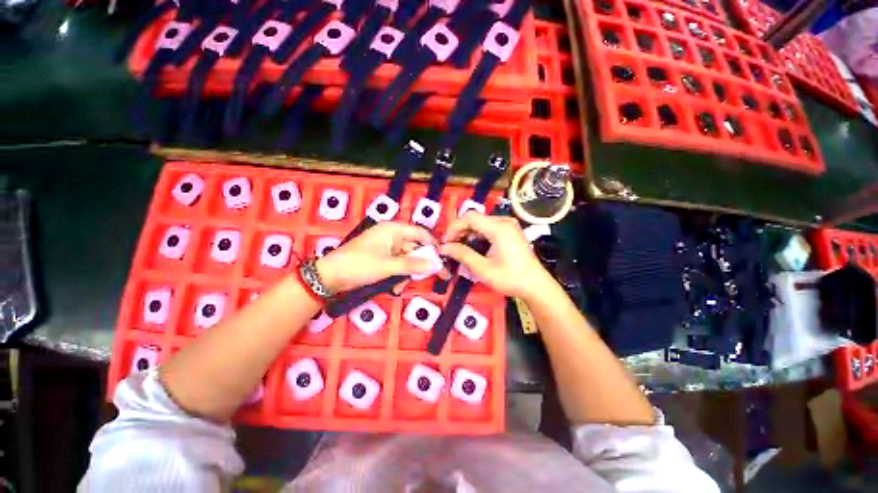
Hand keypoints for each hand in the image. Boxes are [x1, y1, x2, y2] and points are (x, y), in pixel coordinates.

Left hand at [316, 222, 436, 293]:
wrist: (329, 277)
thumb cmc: (359, 265)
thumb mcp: (388, 266)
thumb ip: (413, 264)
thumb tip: (436, 265)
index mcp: (392, 229)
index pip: (420, 233)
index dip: (432, 245)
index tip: (443, 258)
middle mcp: (391, 235)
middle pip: (414, 247)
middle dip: (419, 264)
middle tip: (430, 277)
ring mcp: (386, 247)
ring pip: (406, 258)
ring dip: (407, 272)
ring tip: (399, 285)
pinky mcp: (381, 258)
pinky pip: (397, 264)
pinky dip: (398, 274)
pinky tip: (393, 286)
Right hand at [439, 212, 557, 301]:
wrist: (536, 286)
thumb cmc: (510, 278)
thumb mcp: (483, 268)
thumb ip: (462, 254)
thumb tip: (443, 248)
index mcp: (498, 228)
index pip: (469, 217)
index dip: (454, 227)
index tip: (445, 242)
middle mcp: (504, 221)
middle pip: (475, 219)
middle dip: (460, 231)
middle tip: (450, 247)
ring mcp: (509, 225)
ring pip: (481, 223)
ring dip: (468, 233)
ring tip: (459, 248)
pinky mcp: (511, 231)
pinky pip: (489, 228)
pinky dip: (478, 235)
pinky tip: (473, 246)